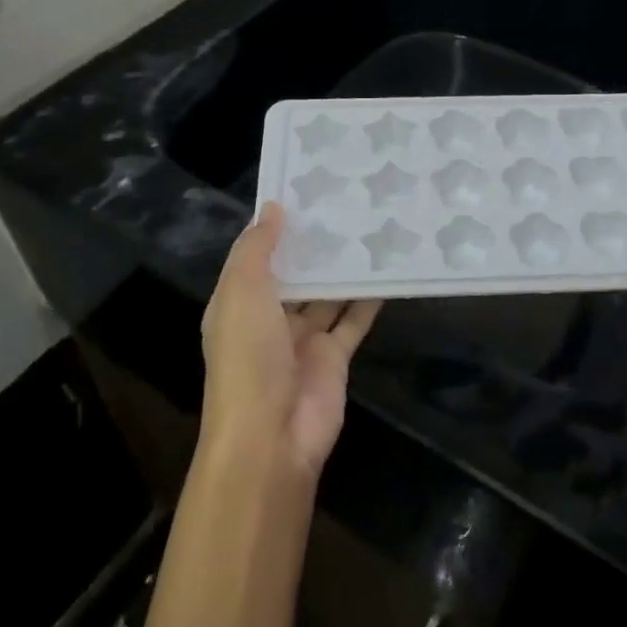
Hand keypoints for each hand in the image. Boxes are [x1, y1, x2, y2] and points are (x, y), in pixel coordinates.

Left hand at [199, 203, 380, 477]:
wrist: (272, 436)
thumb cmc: (248, 358)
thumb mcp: (241, 293)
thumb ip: (256, 249)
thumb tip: (273, 208)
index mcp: (238, 303)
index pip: (256, 257)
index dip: (276, 227)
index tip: (304, 190)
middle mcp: (270, 318)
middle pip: (295, 274)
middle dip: (315, 246)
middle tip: (346, 202)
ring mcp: (304, 339)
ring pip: (327, 294)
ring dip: (343, 268)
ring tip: (370, 227)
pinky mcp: (335, 356)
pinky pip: (354, 319)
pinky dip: (369, 298)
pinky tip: (387, 269)